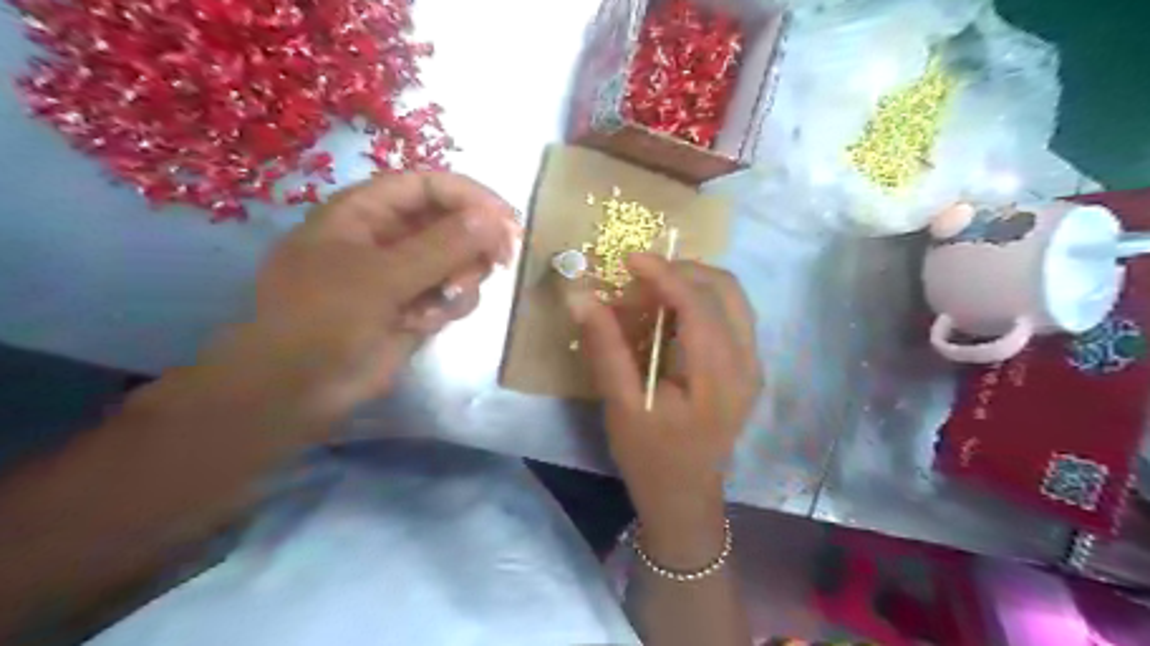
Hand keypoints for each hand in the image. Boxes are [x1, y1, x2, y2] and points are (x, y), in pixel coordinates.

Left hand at [229, 171, 516, 420]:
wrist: (302, 389)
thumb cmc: (326, 320)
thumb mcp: (382, 277)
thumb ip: (441, 246)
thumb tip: (494, 218)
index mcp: (364, 212)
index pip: (427, 186)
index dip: (470, 196)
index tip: (508, 220)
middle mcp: (388, 237)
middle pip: (450, 222)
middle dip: (474, 243)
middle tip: (500, 261)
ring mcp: (404, 274)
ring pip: (458, 260)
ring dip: (461, 280)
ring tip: (442, 303)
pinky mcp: (416, 306)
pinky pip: (453, 293)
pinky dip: (449, 306)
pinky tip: (424, 324)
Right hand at [567, 254, 761, 568]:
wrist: (686, 497)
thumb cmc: (651, 458)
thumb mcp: (621, 406)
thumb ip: (605, 348)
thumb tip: (581, 297)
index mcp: (719, 375)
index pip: (698, 304)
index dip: (663, 274)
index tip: (629, 258)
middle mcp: (747, 362)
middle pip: (725, 288)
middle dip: (680, 271)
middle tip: (638, 278)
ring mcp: (753, 363)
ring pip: (732, 297)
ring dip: (692, 282)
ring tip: (651, 290)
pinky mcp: (747, 367)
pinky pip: (730, 314)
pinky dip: (701, 300)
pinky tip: (670, 311)